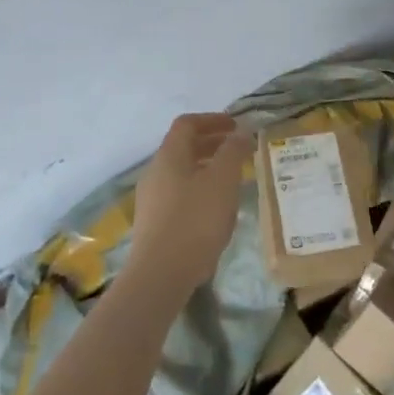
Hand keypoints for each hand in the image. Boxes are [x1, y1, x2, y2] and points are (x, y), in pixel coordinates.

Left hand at [130, 113, 254, 297]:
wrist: (160, 274)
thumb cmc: (195, 220)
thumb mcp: (223, 180)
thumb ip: (233, 151)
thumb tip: (241, 131)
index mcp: (169, 156)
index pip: (187, 124)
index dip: (212, 120)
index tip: (236, 126)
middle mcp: (155, 172)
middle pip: (183, 148)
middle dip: (213, 144)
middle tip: (239, 150)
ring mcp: (152, 199)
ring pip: (182, 173)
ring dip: (208, 169)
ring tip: (233, 180)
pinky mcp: (154, 224)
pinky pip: (180, 195)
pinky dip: (200, 190)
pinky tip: (217, 210)